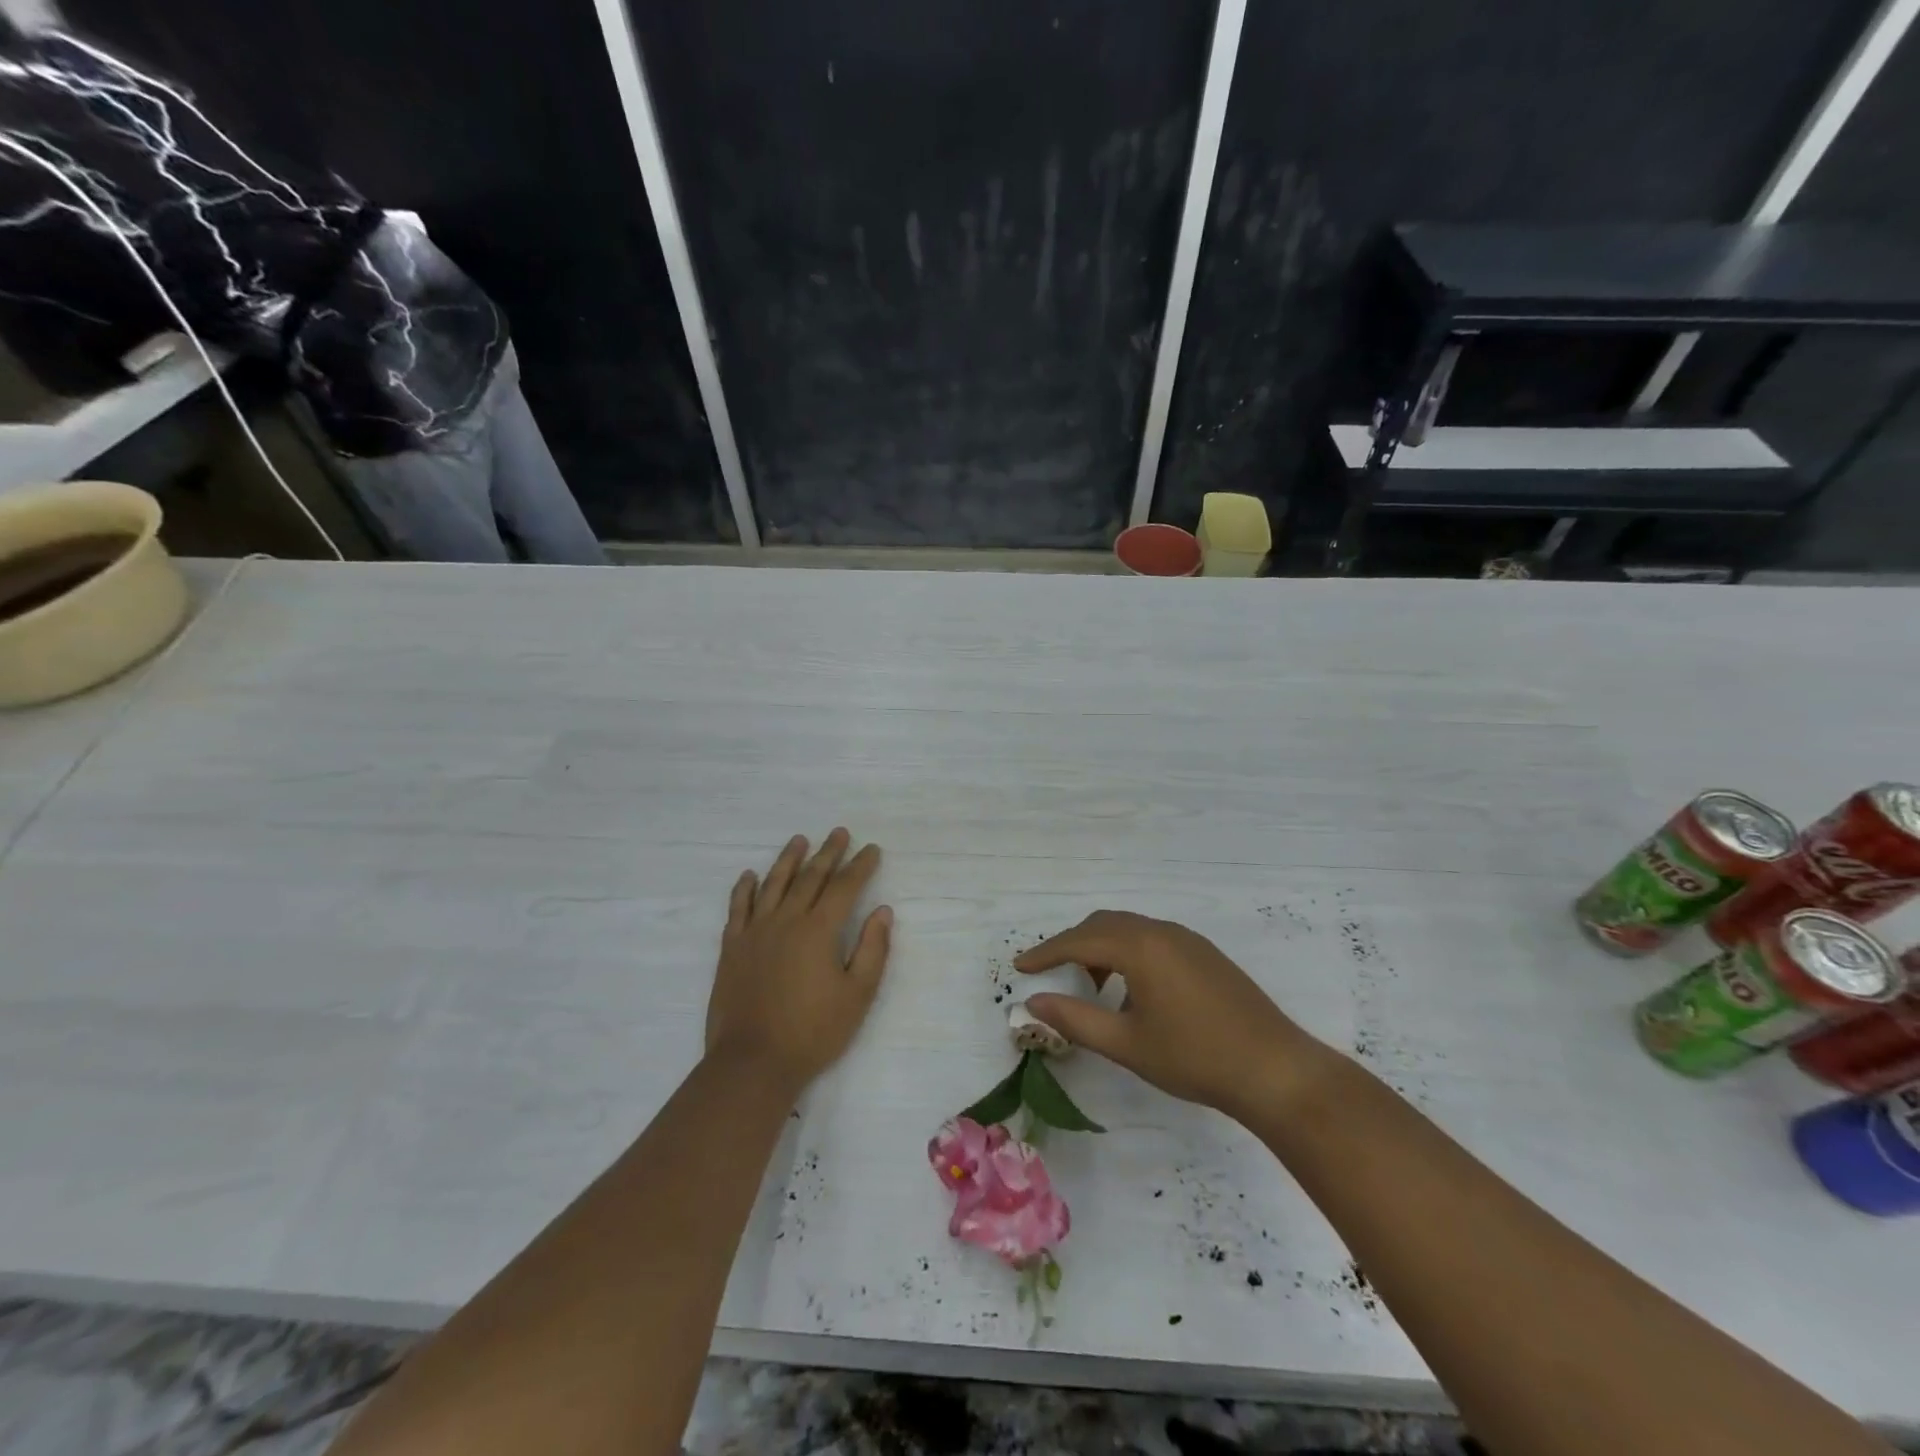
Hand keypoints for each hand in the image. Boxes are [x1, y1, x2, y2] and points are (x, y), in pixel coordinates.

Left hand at [707, 829, 892, 1094]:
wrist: (753, 1062)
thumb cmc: (813, 1032)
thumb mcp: (857, 996)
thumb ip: (872, 950)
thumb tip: (883, 911)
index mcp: (819, 930)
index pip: (845, 887)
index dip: (860, 866)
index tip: (871, 849)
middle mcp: (786, 920)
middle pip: (810, 877)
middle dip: (828, 853)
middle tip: (839, 832)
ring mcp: (755, 932)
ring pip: (773, 884)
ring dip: (788, 859)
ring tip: (799, 840)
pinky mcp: (732, 948)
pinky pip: (738, 908)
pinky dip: (744, 889)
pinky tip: (749, 876)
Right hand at [1015, 910, 1333, 1119]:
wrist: (1274, 1069)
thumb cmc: (1194, 1057)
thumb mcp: (1126, 1044)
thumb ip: (1075, 1019)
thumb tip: (1034, 1001)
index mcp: (1140, 947)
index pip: (1079, 941)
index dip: (1045, 953)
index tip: (1020, 966)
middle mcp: (1161, 931)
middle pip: (1103, 925)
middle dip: (1072, 945)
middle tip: (1051, 972)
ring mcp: (1187, 939)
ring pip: (1130, 929)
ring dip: (1102, 948)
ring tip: (1092, 986)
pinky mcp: (1204, 953)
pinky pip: (1153, 938)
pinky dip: (1129, 953)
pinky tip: (1133, 991)